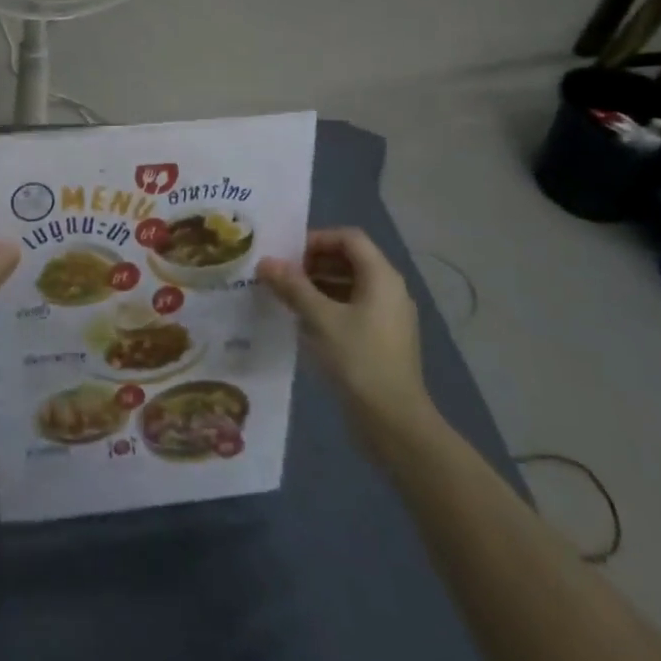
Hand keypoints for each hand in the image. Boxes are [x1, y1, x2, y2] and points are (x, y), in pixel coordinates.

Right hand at [257, 228, 435, 441]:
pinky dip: (328, 306)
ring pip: (350, 285)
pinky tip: (303, 321)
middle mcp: (390, 290)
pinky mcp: (383, 339)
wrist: (394, 422)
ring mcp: (389, 316)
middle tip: (280, 274)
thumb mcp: (319, 319)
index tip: (287, 253)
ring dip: (318, 285)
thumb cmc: (358, 360)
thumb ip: (292, 286)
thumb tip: (265, 262)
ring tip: (285, 295)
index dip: (317, 239)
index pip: (349, 238)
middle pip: (350, 260)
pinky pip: (353, 308)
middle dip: (313, 262)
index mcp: (382, 277)